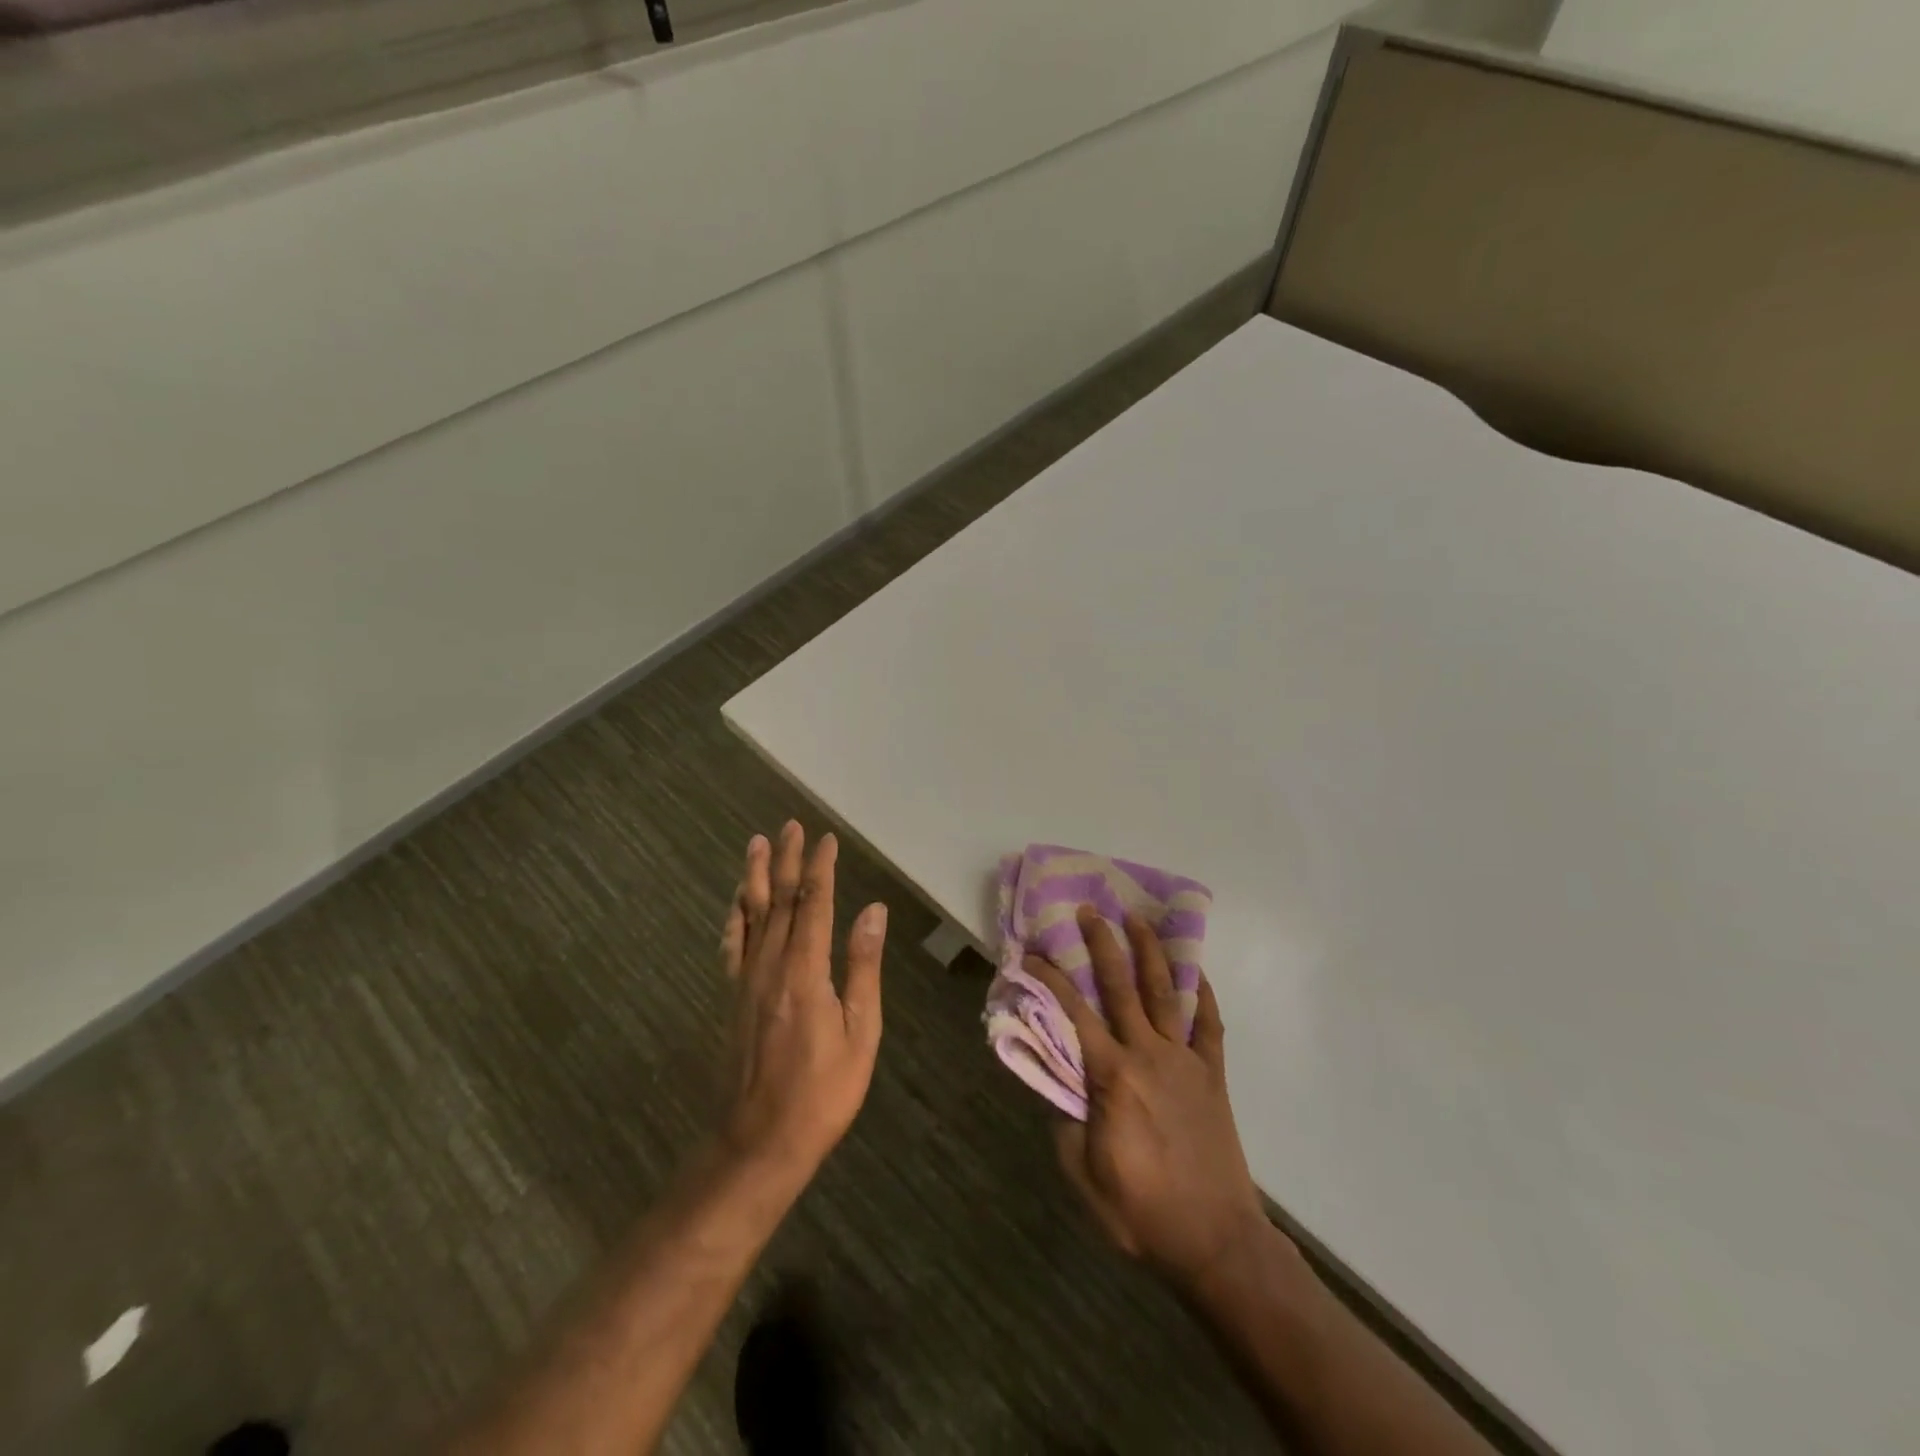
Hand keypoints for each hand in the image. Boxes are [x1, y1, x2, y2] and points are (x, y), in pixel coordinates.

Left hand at [718, 822, 887, 1181]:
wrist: (760, 1140)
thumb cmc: (823, 1090)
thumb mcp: (860, 1031)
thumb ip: (863, 966)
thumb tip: (873, 910)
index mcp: (805, 971)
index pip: (814, 904)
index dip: (820, 868)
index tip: (827, 839)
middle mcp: (771, 965)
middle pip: (779, 901)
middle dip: (787, 860)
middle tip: (790, 826)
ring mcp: (746, 980)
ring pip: (751, 915)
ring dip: (755, 876)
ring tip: (758, 844)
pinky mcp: (733, 997)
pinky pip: (732, 945)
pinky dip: (734, 916)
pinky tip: (736, 901)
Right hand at [1025, 908, 1270, 1290]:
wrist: (1216, 1242)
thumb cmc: (1142, 1212)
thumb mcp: (1084, 1174)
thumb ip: (1065, 1120)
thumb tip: (1055, 1080)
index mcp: (1113, 1076)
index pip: (1074, 1014)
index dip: (1050, 979)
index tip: (1031, 954)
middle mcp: (1149, 1055)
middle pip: (1122, 987)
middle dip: (1103, 944)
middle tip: (1090, 911)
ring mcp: (1186, 1061)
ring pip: (1166, 993)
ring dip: (1150, 953)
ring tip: (1138, 919)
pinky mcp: (1213, 1074)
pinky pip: (1209, 1025)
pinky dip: (1203, 994)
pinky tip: (1194, 971)